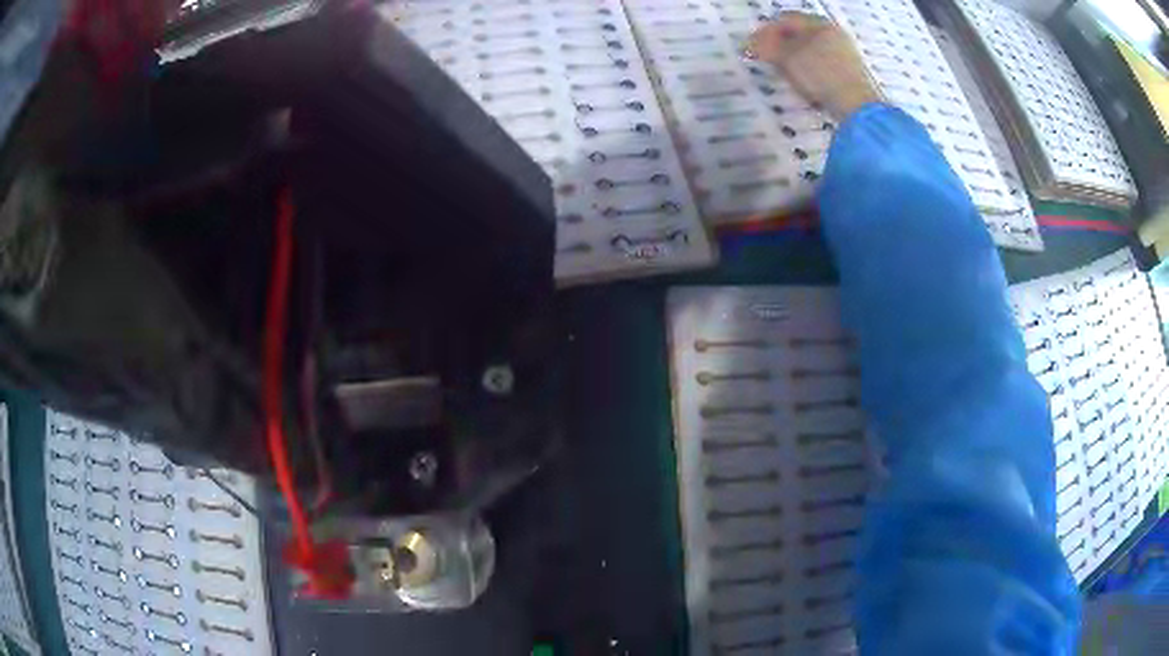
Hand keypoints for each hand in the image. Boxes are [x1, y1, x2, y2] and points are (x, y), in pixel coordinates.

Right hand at [748, 13, 883, 119]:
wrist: (856, 106)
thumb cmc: (820, 74)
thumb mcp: (787, 57)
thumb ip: (765, 46)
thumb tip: (749, 43)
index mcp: (819, 23)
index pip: (786, 19)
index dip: (766, 31)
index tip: (754, 46)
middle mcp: (834, 33)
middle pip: (800, 34)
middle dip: (781, 44)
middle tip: (767, 59)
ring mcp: (845, 53)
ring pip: (811, 50)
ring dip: (795, 58)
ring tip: (784, 73)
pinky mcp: (850, 73)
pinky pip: (823, 65)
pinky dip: (810, 69)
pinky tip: (804, 83)